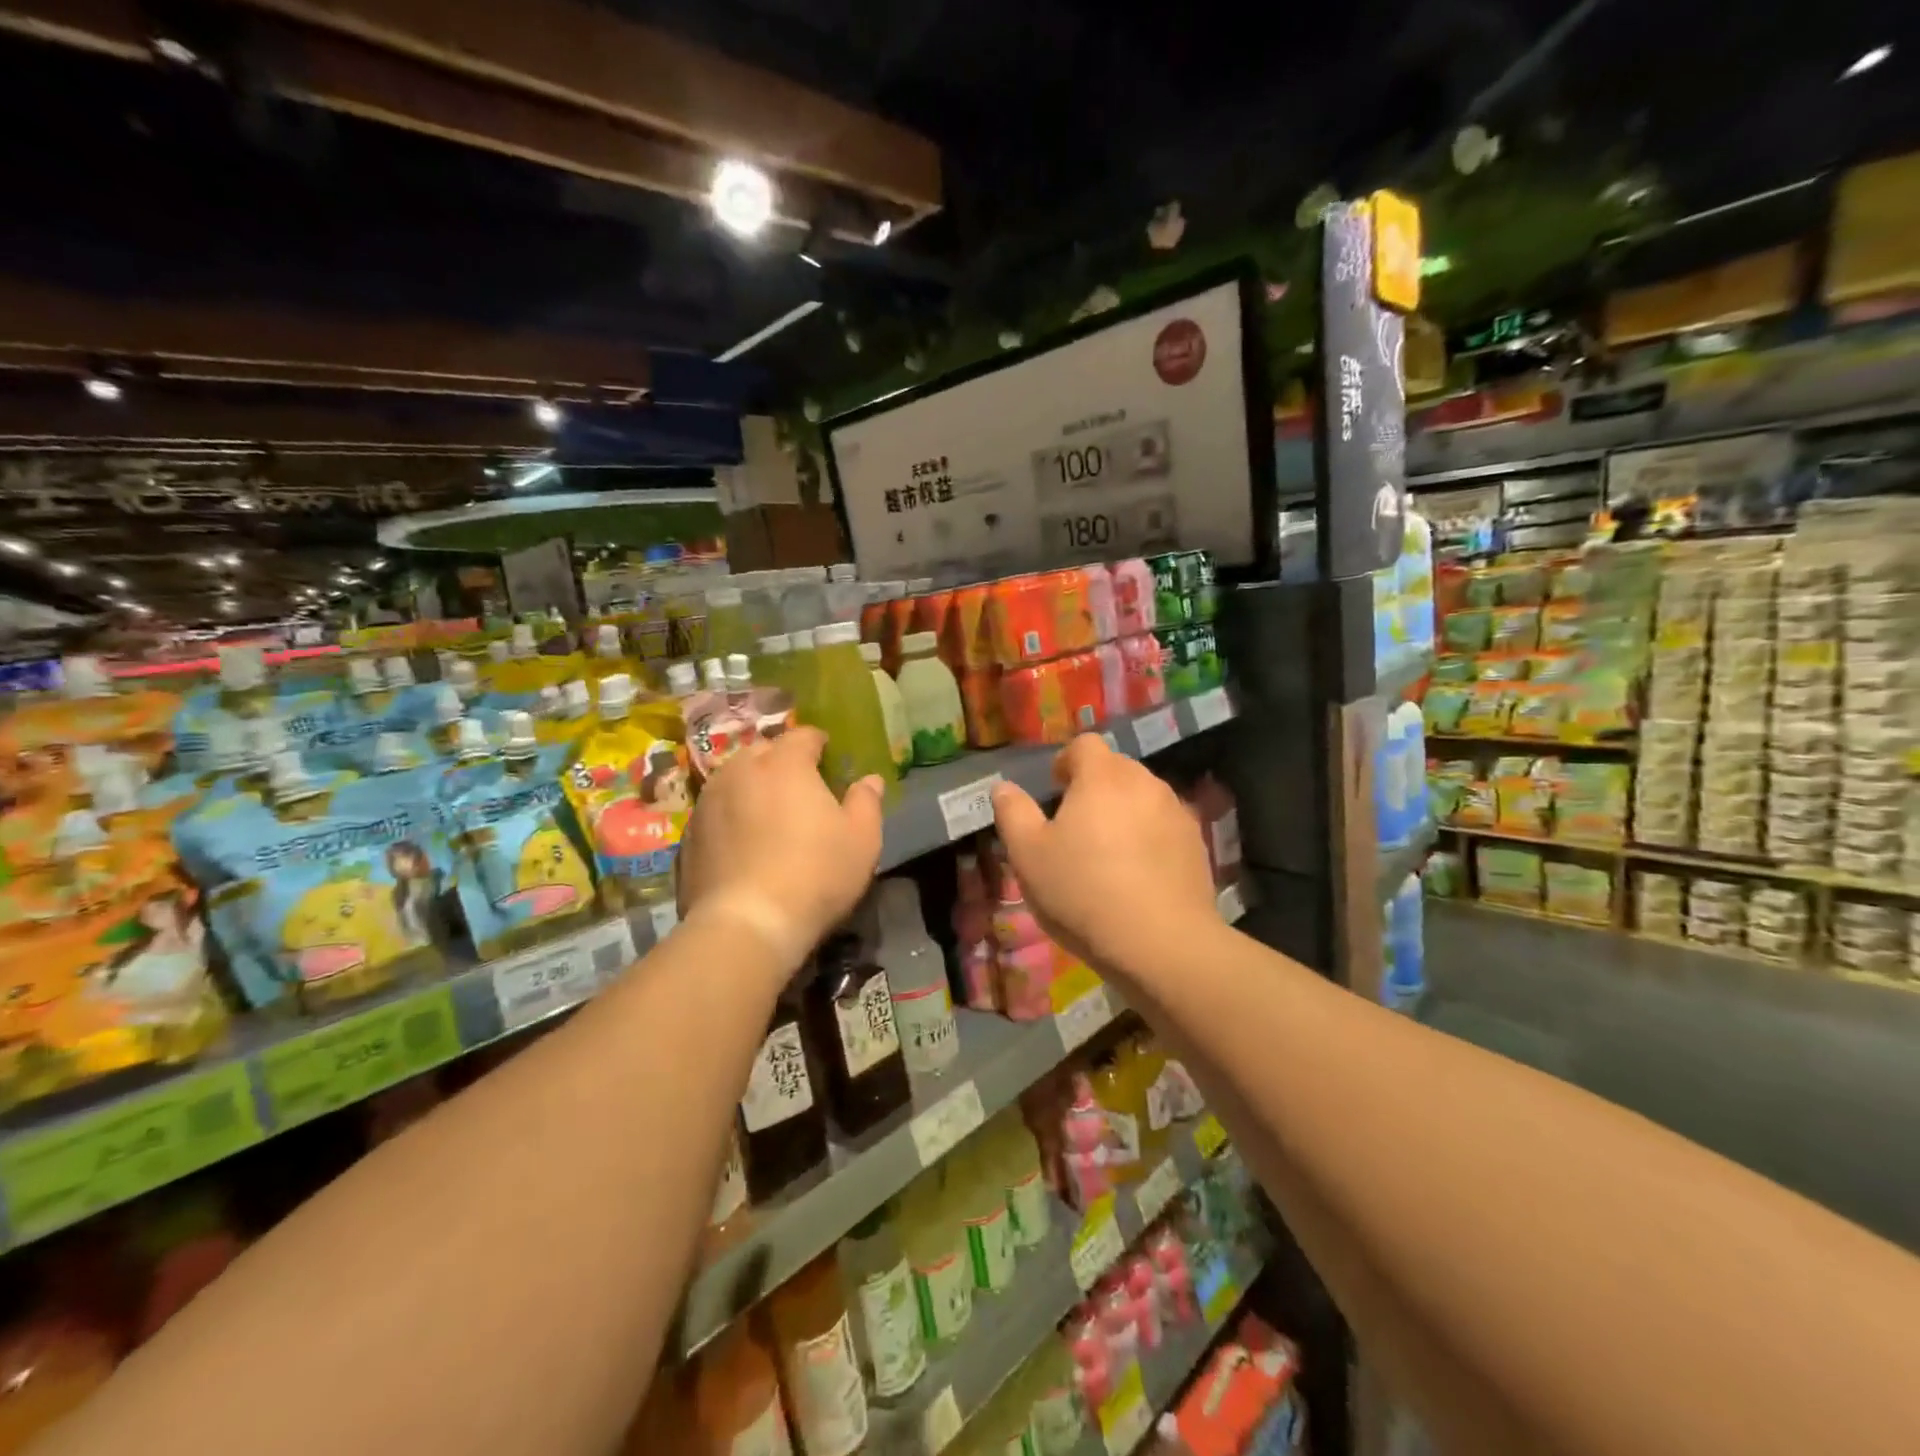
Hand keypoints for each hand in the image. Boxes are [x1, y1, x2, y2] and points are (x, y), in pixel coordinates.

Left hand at [676, 727, 883, 971]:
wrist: (746, 924)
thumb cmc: (816, 873)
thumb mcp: (862, 839)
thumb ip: (866, 801)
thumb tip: (869, 780)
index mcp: (784, 763)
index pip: (803, 735)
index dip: (818, 743)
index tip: (828, 757)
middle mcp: (740, 770)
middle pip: (763, 751)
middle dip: (781, 761)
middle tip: (800, 787)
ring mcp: (708, 801)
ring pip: (733, 779)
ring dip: (751, 787)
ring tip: (767, 814)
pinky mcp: (687, 835)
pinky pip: (715, 812)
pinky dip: (730, 817)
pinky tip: (742, 845)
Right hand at [992, 734, 1218, 986]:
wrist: (1160, 942)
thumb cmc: (1083, 891)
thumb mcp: (1028, 855)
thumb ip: (1013, 813)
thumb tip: (1004, 788)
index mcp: (1102, 777)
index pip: (1085, 745)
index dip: (1066, 762)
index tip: (1056, 792)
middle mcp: (1144, 783)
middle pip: (1116, 769)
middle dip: (1095, 788)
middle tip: (1076, 828)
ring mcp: (1177, 812)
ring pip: (1143, 798)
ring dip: (1124, 813)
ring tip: (1109, 855)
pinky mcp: (1197, 844)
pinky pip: (1165, 827)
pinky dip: (1150, 839)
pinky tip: (1139, 876)